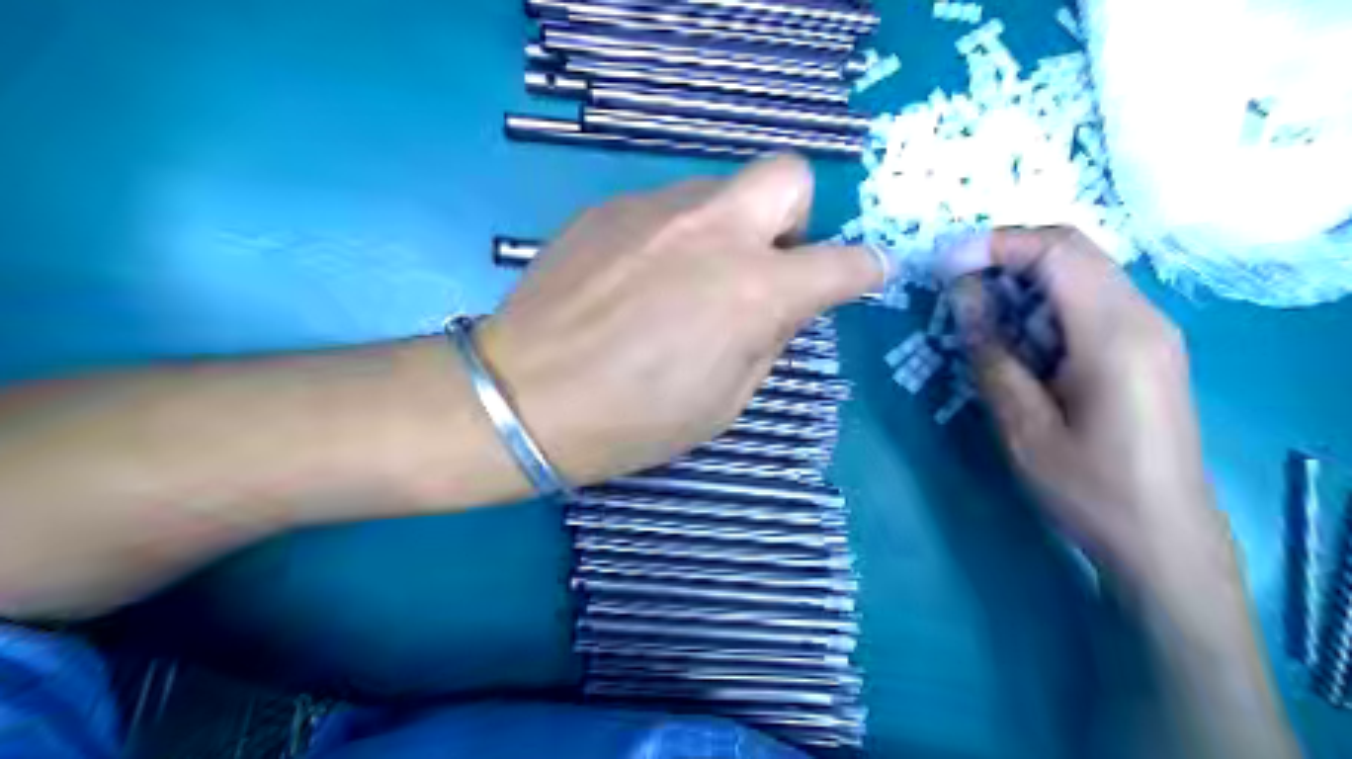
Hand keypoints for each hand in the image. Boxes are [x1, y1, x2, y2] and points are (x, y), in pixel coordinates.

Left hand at [473, 154, 888, 485]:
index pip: (843, 262)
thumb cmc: (633, 420)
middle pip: (787, 174)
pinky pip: (664, 207)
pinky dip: (672, 235)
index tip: (863, 276)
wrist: (525, 397)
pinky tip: (637, 281)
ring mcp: (656, 209)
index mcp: (753, 289)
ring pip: (719, 190)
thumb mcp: (725, 402)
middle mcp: (713, 230)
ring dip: (725, 228)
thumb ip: (768, 340)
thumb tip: (781, 306)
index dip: (864, 269)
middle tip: (766, 263)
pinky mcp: (608, 207)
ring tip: (685, 281)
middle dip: (795, 217)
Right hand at [942, 227, 1221, 582]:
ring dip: (1024, 280)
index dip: (994, 245)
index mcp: (1115, 334)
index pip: (1056, 251)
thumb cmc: (1090, 489)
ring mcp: (1151, 330)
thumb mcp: (1022, 427)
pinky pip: (1091, 299)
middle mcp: (1143, 316)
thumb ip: (991, 353)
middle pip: (1072, 250)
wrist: (1165, 537)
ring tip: (977, 313)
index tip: (944, 265)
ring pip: (1081, 272)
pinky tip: (1017, 337)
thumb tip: (964, 294)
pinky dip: (1046, 302)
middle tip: (954, 285)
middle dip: (1006, 256)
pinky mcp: (1147, 347)